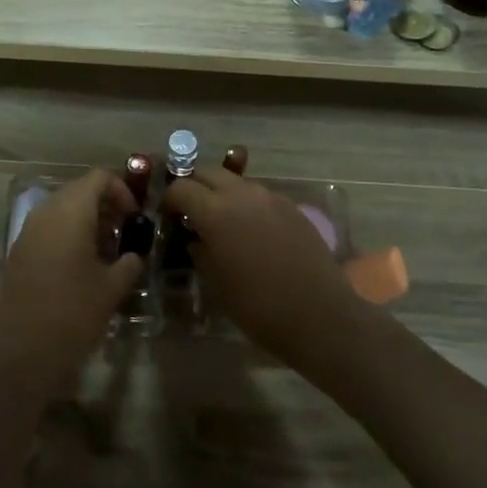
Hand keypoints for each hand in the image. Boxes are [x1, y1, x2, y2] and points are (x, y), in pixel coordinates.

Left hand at [0, 170, 143, 397]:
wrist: (24, 352)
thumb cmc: (74, 314)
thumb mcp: (112, 288)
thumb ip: (130, 263)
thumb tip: (135, 255)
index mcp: (70, 213)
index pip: (98, 178)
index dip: (121, 190)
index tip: (135, 217)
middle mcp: (45, 213)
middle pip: (78, 191)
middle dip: (104, 205)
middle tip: (124, 231)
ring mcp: (27, 232)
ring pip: (61, 209)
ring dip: (85, 220)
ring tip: (105, 250)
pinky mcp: (18, 252)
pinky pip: (47, 229)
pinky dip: (67, 234)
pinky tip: (81, 265)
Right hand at [161, 166, 362, 363]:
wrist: (318, 315)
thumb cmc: (258, 306)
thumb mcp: (216, 283)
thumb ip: (201, 252)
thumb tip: (196, 238)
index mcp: (215, 212)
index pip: (181, 188)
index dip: (169, 200)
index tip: (167, 216)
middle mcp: (242, 195)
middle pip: (209, 173)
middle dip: (195, 186)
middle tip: (190, 211)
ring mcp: (271, 198)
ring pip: (236, 182)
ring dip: (222, 193)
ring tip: (221, 220)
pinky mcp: (292, 207)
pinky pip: (260, 195)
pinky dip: (247, 204)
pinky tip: (251, 230)